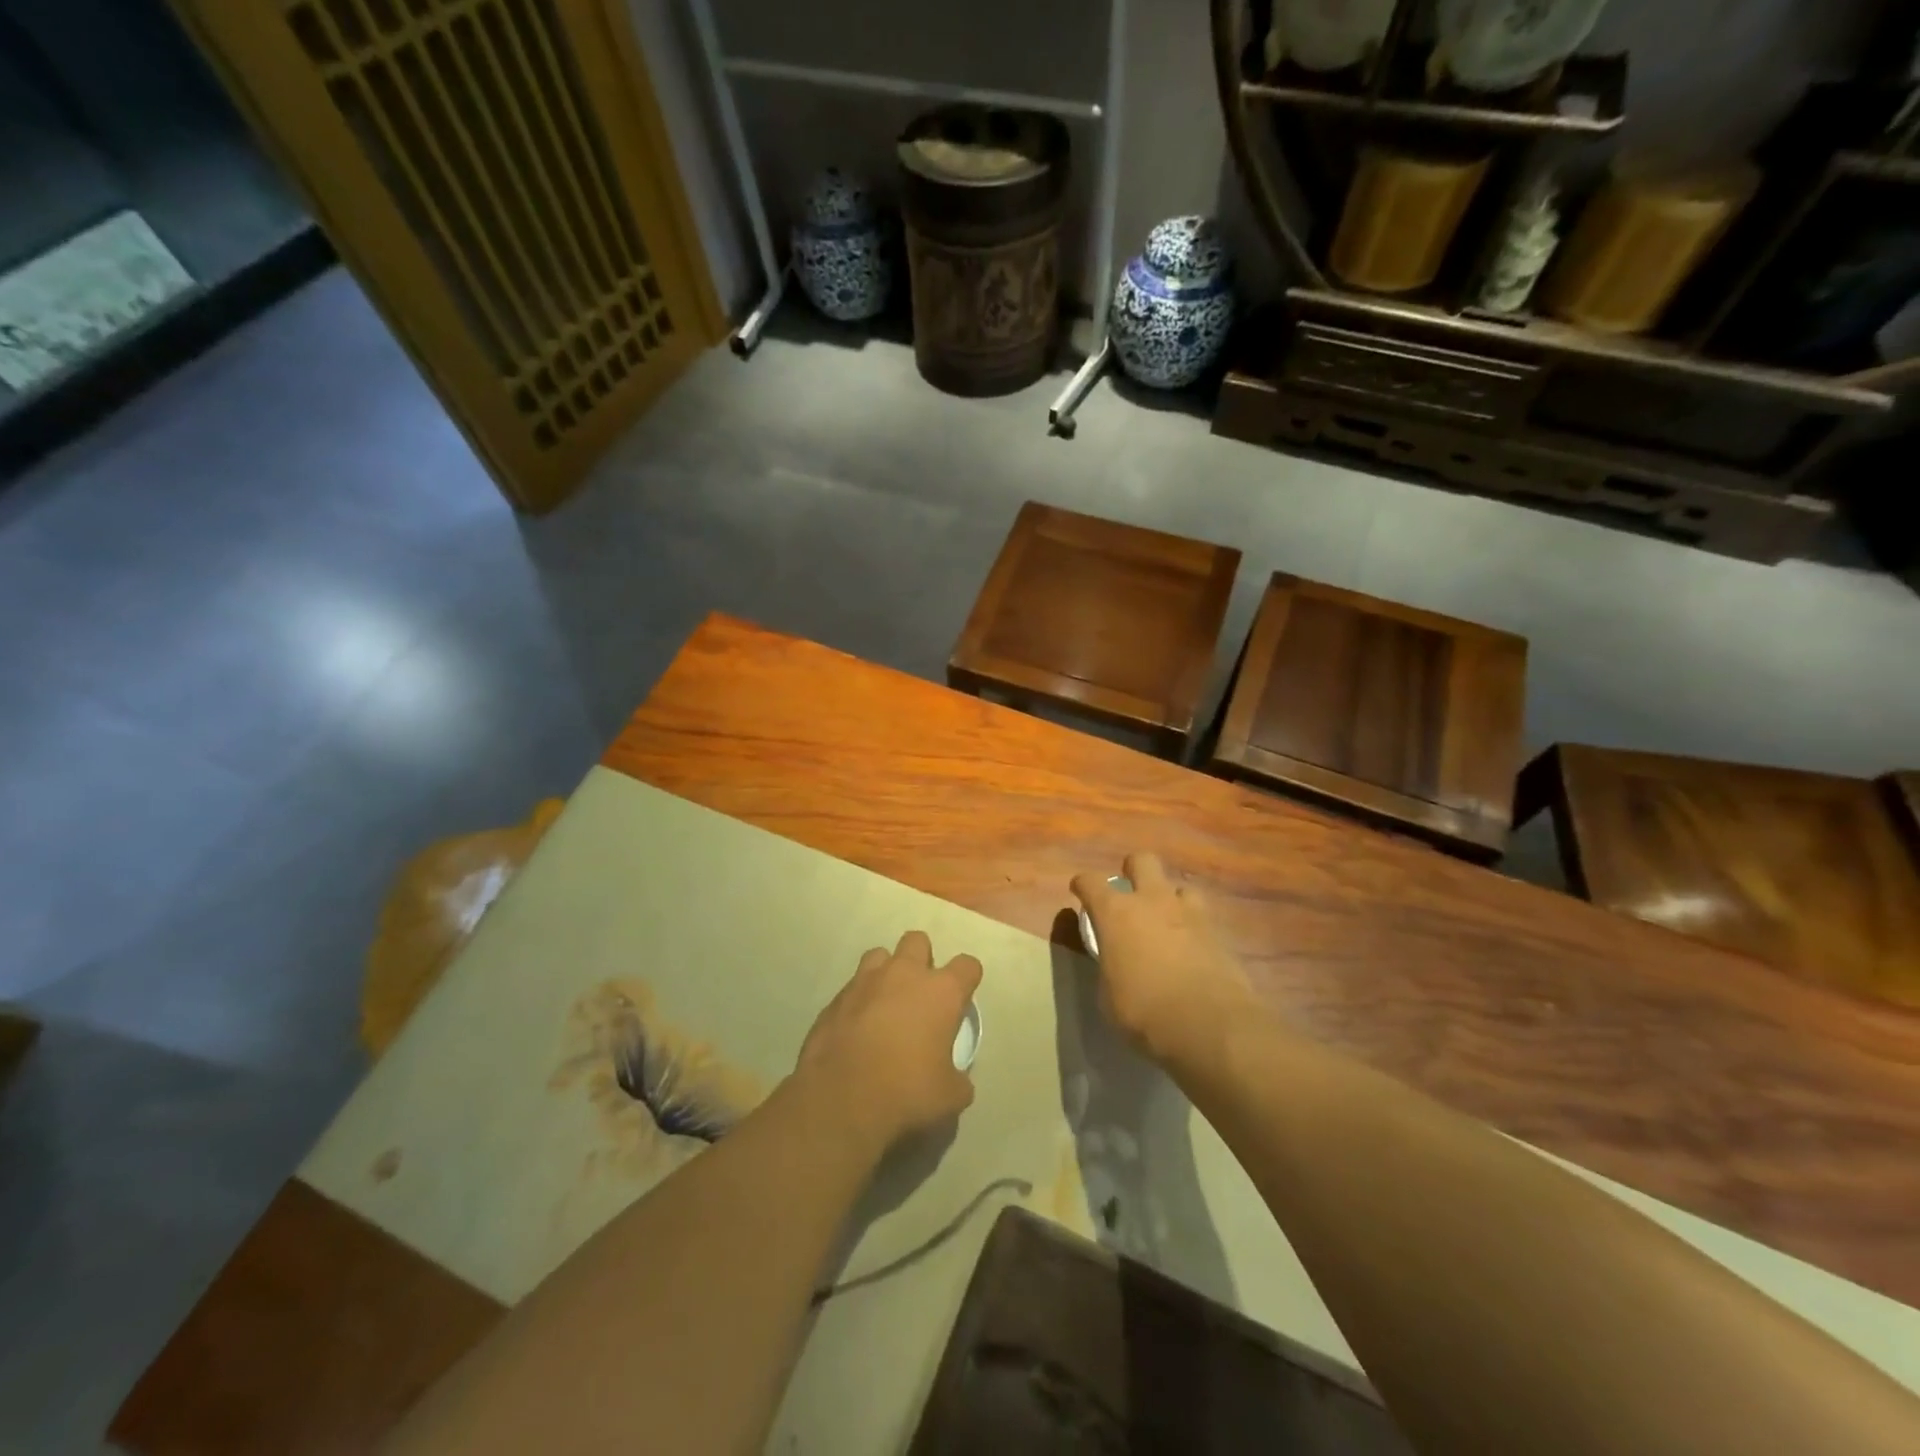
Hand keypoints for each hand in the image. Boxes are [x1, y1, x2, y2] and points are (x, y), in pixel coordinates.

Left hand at [796, 931, 980, 1155]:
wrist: (840, 1099)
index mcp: (941, 991)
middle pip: (918, 941)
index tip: (962, 999)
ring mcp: (866, 981)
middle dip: (922, 959)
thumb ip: (958, 1078)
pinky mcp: (836, 998)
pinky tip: (858, 1027)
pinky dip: (859, 1000)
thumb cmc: (906, 1091)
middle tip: (920, 993)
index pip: (967, 965)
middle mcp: (904, 974)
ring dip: (887, 972)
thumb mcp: (950, 1096)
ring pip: (880, 955)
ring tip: (886, 1002)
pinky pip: (853, 987)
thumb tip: (956, 1078)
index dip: (968, 979)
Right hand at [1070, 852, 1256, 1065]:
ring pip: (1179, 886)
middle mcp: (1152, 901)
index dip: (1083, 885)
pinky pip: (1202, 916)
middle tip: (1130, 894)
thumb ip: (1109, 967)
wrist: (1208, 1025)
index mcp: (1116, 913)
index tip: (1080, 892)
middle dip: (1133, 871)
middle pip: (1142, 861)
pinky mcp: (1219, 932)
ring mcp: (1189, 913)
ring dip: (1170, 899)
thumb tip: (1115, 964)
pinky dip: (1193, 926)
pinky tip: (1191, 947)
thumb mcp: (1108, 995)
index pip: (1091, 881)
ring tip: (1167, 922)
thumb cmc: (1144, 1011)